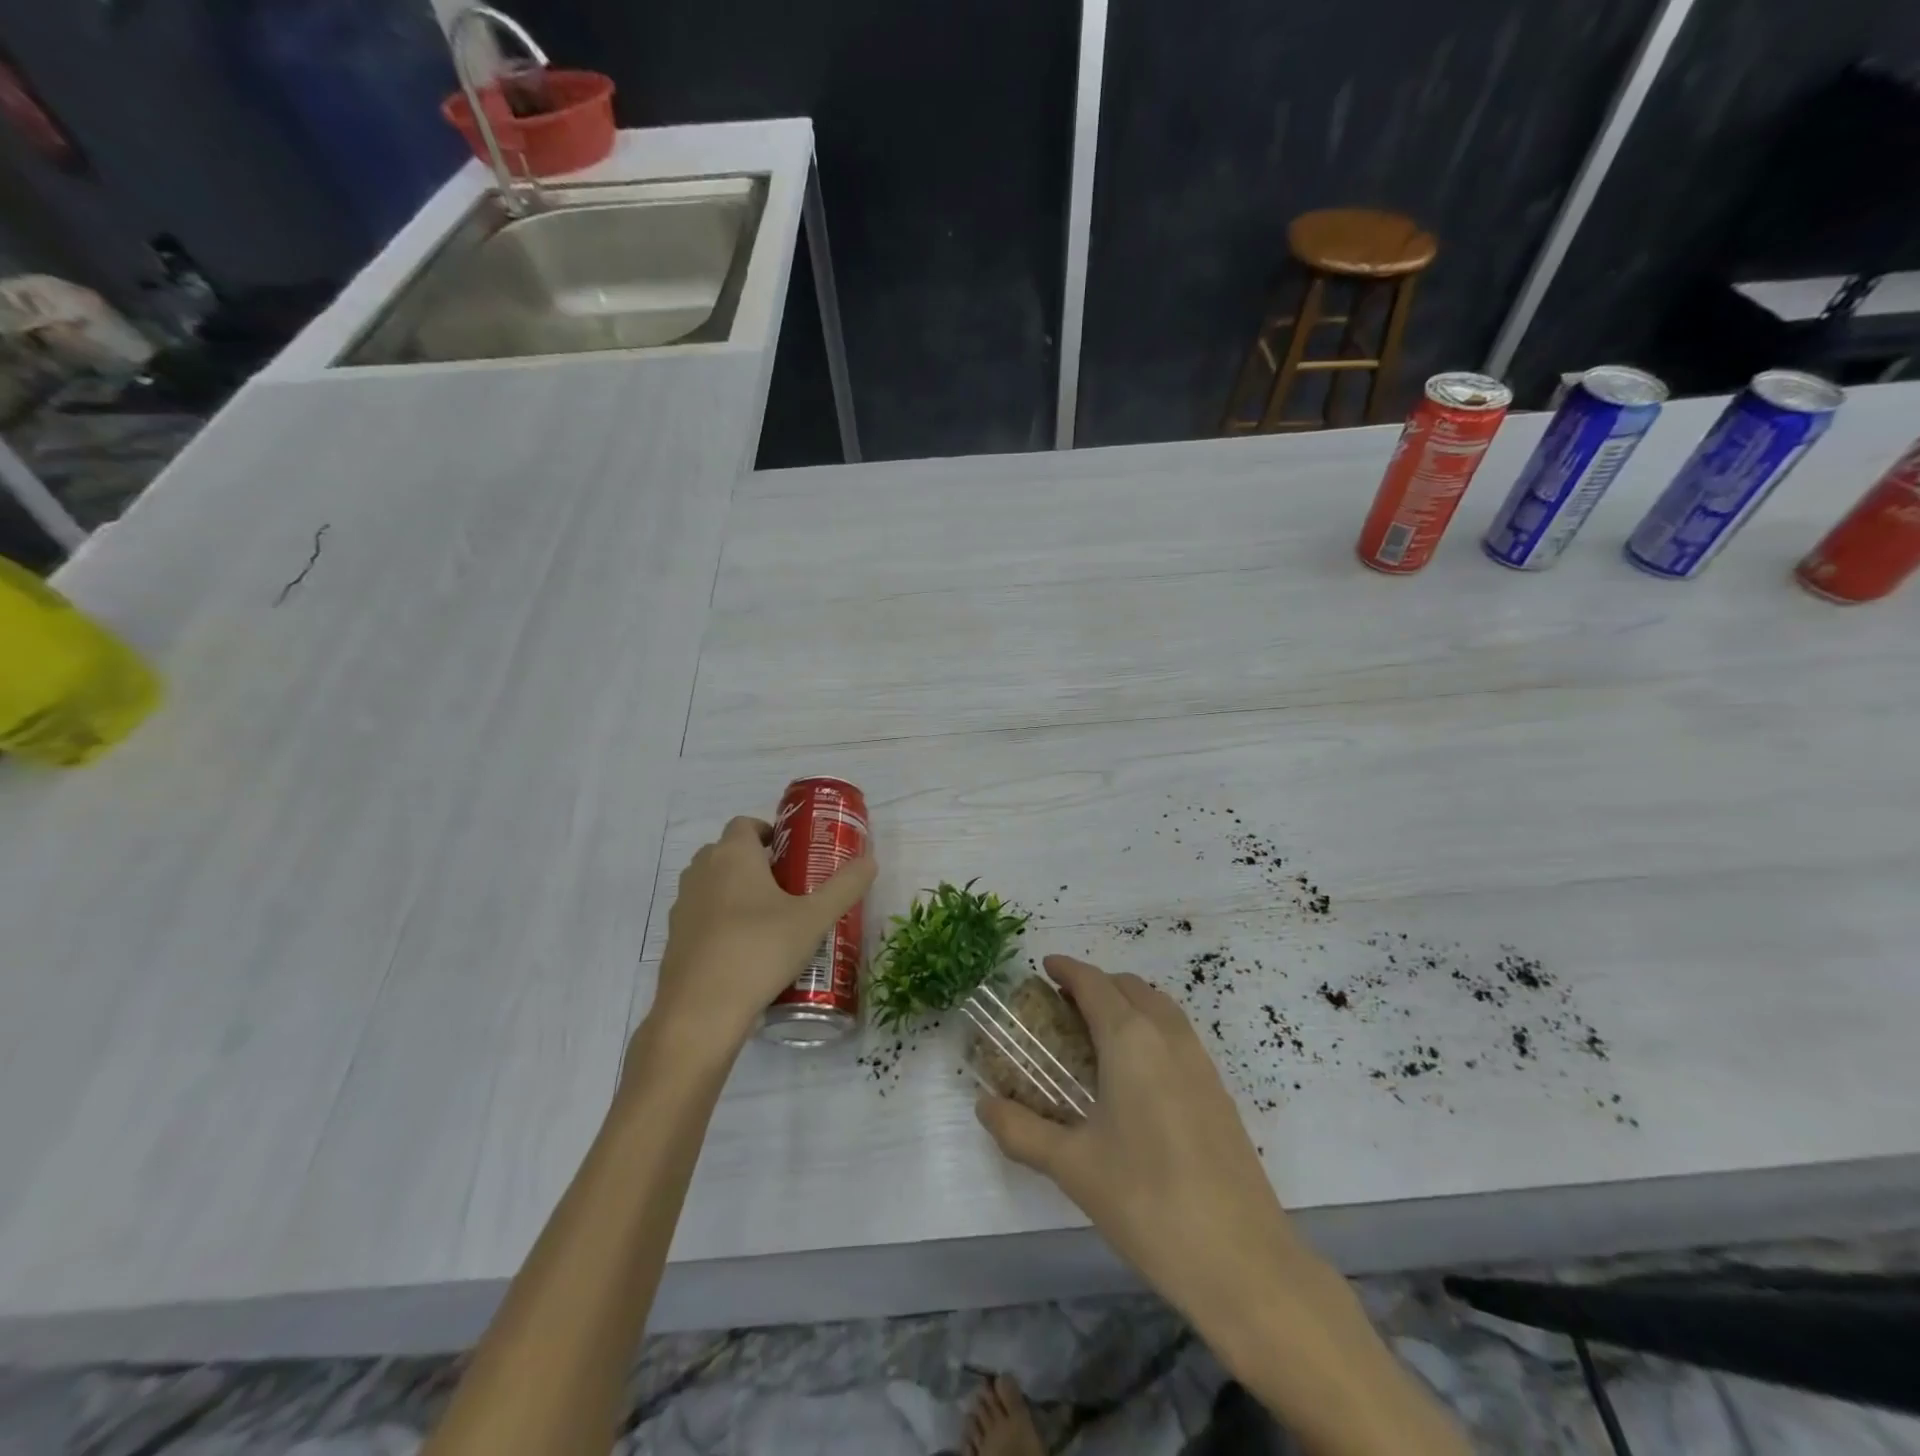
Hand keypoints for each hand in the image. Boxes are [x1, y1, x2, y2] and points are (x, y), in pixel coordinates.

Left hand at [643, 816, 876, 1059]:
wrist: (700, 1012)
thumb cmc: (759, 950)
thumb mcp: (814, 918)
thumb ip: (844, 886)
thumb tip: (870, 860)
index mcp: (733, 855)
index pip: (745, 824)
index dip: (769, 832)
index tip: (793, 853)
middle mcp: (702, 871)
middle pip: (727, 852)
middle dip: (756, 862)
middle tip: (790, 886)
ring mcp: (683, 905)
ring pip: (712, 883)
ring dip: (736, 891)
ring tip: (771, 919)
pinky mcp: (674, 938)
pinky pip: (702, 915)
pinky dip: (721, 920)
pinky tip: (747, 949)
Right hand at [976, 956, 1470, 1455]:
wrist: (1242, 1260)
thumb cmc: (1147, 1202)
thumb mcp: (1072, 1167)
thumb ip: (1021, 1130)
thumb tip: (984, 1106)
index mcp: (1130, 1039)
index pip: (1094, 984)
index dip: (1067, 969)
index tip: (1043, 966)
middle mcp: (1167, 1036)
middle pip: (1129, 986)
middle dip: (1095, 983)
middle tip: (1062, 1005)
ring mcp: (1200, 1061)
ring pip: (1158, 1006)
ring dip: (1126, 1002)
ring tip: (1096, 1033)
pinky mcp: (1218, 1090)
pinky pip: (1177, 1033)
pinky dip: (1150, 1026)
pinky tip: (1135, 1072)